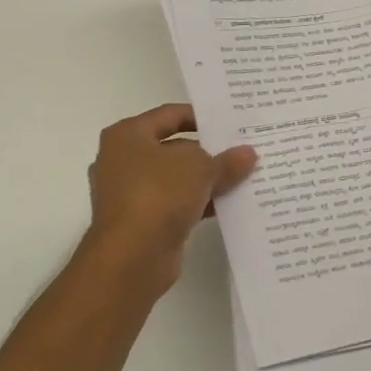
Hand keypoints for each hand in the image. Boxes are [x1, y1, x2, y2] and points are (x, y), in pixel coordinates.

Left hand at [83, 104, 257, 289]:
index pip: (169, 114)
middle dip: (208, 151)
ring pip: (175, 179)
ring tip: (244, 177)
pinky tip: (229, 205)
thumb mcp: (200, 168)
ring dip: (206, 180)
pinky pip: (175, 204)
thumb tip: (248, 154)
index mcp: (127, 135)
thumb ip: (226, 160)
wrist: (132, 256)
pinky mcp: (141, 221)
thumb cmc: (158, 194)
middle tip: (243, 150)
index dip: (201, 116)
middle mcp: (122, 160)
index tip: (231, 122)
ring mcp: (130, 193)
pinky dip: (198, 203)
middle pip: (173, 148)